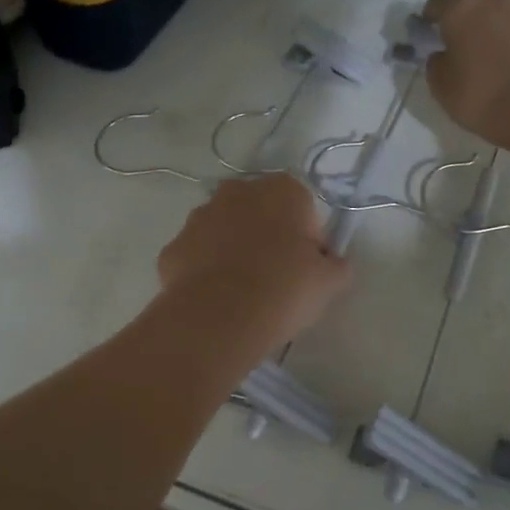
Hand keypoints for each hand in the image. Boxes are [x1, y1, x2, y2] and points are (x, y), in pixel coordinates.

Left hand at [157, 175, 351, 353]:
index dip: (308, 239)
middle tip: (277, 278)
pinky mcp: (172, 247)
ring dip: (233, 250)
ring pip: (223, 230)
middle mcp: (236, 192)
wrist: (218, 319)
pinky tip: (215, 299)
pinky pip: (196, 256)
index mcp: (281, 190)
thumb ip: (337, 265)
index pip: (303, 208)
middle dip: (267, 237)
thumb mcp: (330, 282)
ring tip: (243, 292)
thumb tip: (332, 262)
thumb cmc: (283, 290)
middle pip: (260, 212)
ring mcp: (198, 217)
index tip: (307, 268)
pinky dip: (204, 271)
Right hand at [423, 0, 509, 153]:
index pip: (438, 1)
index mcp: (462, 9)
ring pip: (501, 12)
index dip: (431, 17)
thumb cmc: (482, 95)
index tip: (429, 34)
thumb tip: (443, 54)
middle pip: (473, 2)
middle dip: (464, 20)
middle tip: (461, 46)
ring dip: (493, 27)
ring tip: (491, 55)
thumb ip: (436, 63)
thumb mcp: (441, 86)